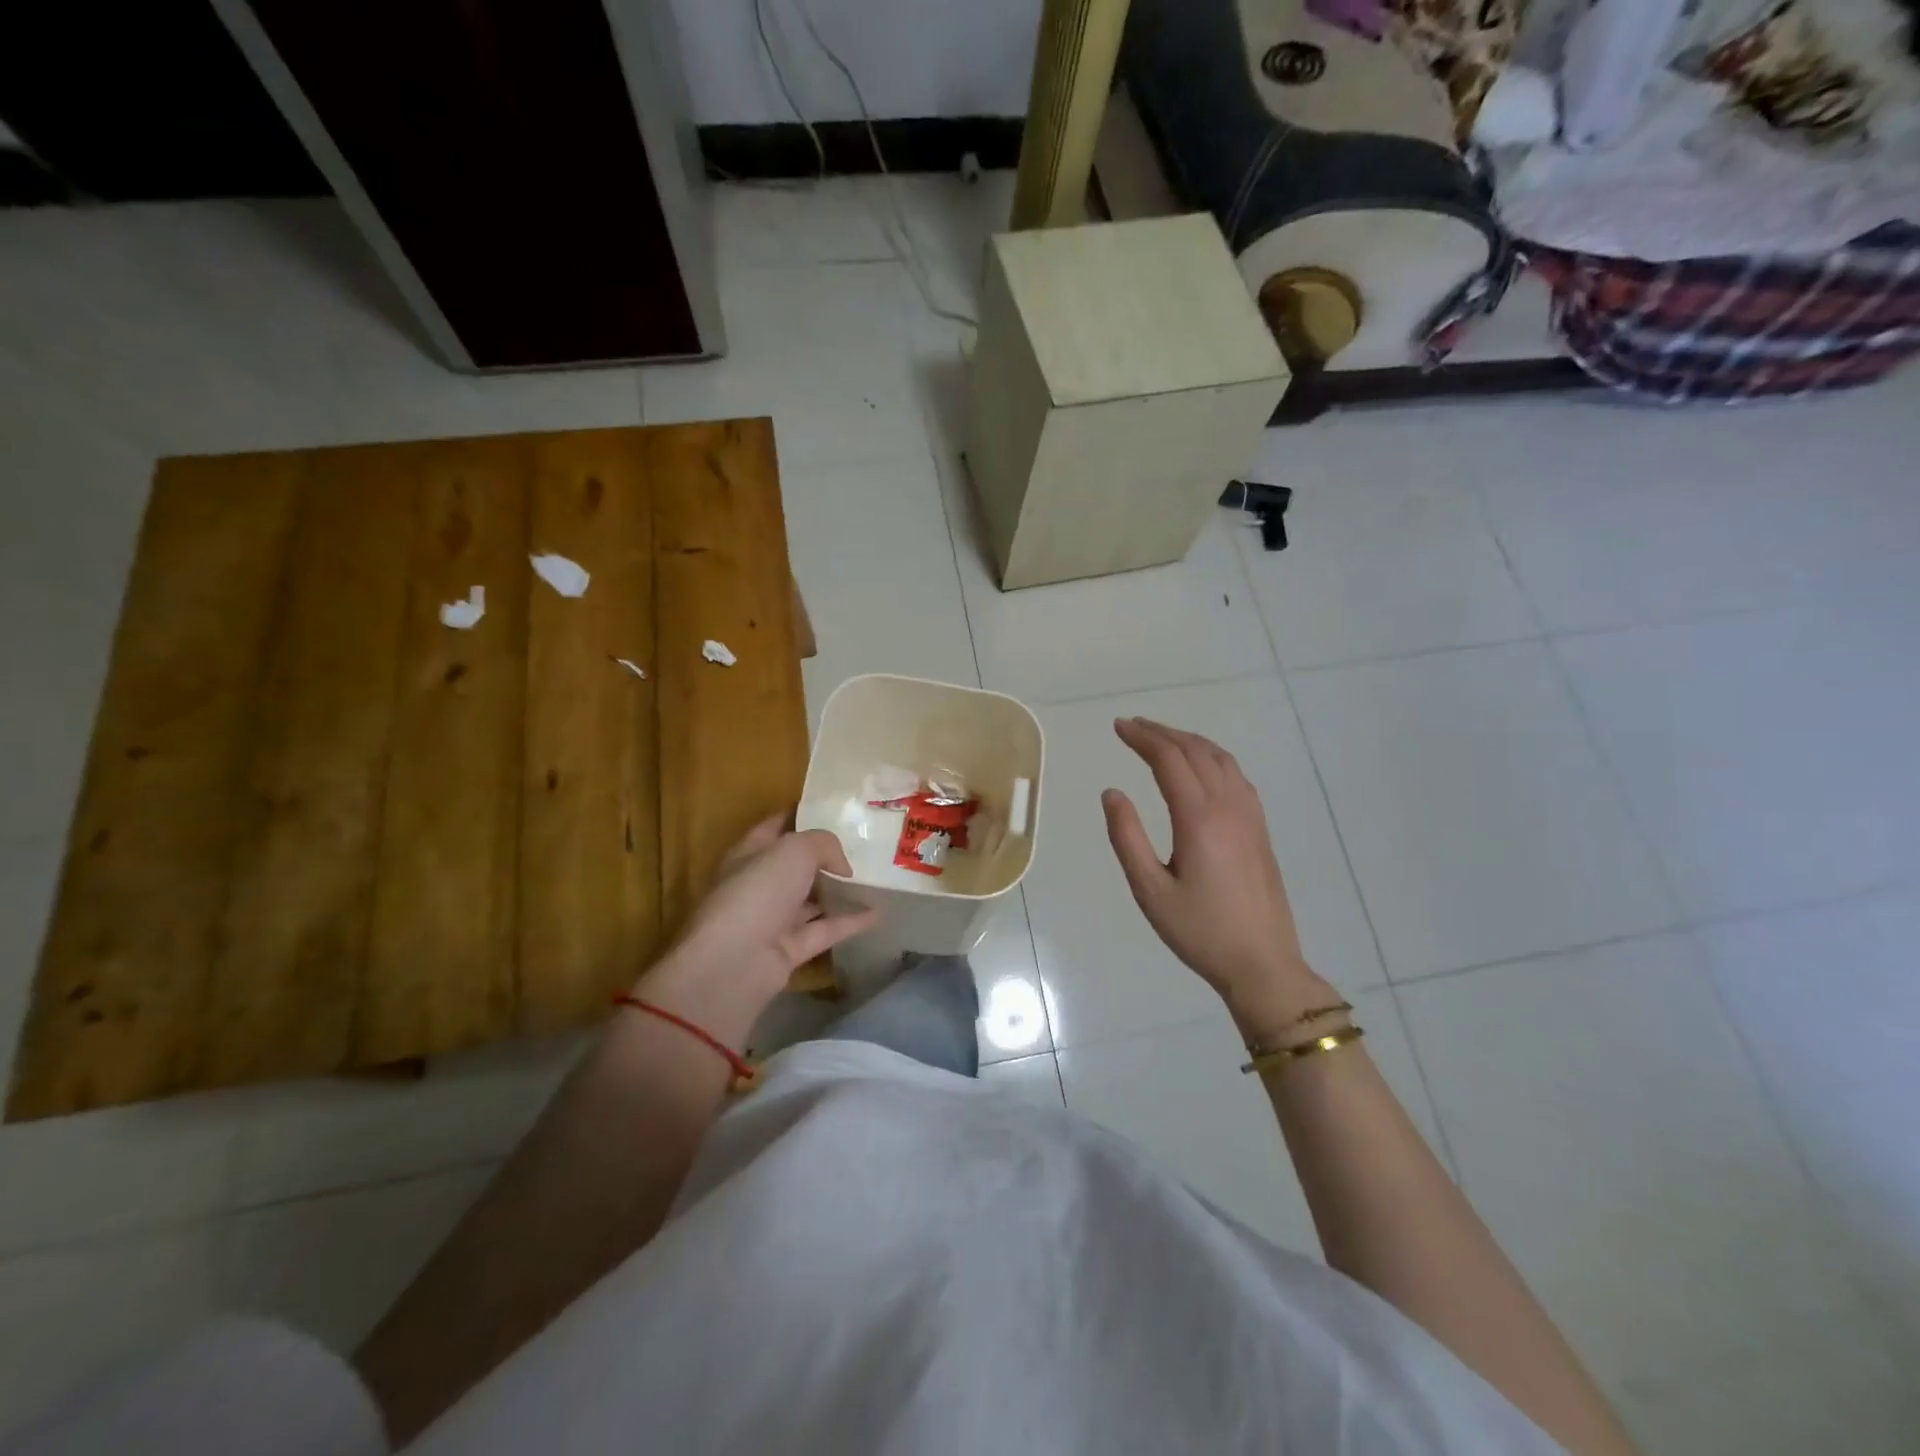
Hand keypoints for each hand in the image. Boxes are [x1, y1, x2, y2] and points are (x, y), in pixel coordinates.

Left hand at [635, 817, 875, 1047]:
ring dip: (839, 890)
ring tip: (875, 877)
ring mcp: (774, 919)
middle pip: (796, 865)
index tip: (834, 810)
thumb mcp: (794, 850)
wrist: (733, 963)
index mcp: (750, 853)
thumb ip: (824, 845)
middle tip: (864, 844)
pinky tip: (879, 911)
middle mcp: (760, 884)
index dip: (801, 815)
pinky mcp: (790, 949)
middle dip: (826, 855)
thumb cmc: (757, 892)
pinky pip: (826, 929)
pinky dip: (851, 921)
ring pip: (812, 899)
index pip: (776, 827)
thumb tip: (843, 867)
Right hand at [1102, 718, 1338, 1041]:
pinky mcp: (1260, 828)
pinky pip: (1236, 776)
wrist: (1262, 963)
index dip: (1142, 738)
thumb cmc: (1199, 931)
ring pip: (1221, 759)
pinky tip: (1201, 767)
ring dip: (1189, 741)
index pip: (1169, 760)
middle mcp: (1228, 807)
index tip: (1118, 727)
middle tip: (1132, 726)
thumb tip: (1112, 793)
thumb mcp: (1149, 890)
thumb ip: (1127, 837)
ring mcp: (1250, 816)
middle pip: (1195, 751)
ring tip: (1162, 739)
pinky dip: (1212, 757)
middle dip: (1162, 733)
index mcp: (1198, 818)